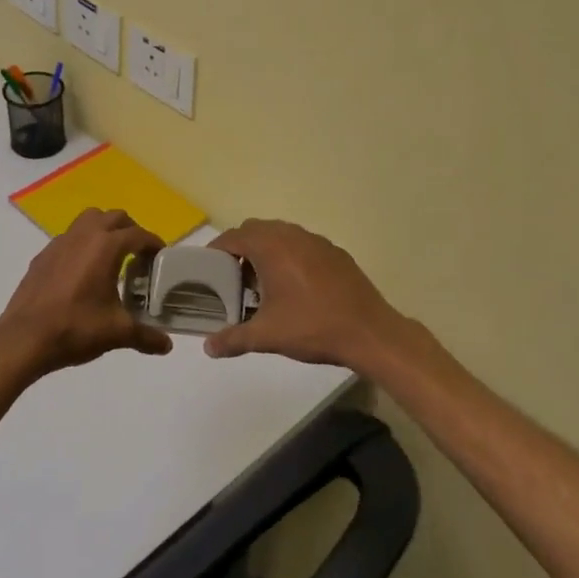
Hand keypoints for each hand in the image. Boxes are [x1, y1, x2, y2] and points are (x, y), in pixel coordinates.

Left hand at [0, 209, 173, 378]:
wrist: (24, 338)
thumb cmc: (76, 328)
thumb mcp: (117, 333)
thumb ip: (146, 336)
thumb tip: (167, 345)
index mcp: (106, 246)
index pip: (139, 234)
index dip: (154, 244)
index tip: (160, 258)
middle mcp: (84, 236)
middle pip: (114, 217)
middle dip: (130, 230)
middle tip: (138, 255)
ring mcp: (59, 243)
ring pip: (88, 220)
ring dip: (104, 230)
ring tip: (111, 257)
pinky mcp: (43, 255)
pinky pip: (69, 238)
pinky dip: (82, 245)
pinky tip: (82, 272)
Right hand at [204, 219, 409, 370]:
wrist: (370, 332)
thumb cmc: (312, 328)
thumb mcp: (267, 336)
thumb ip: (233, 339)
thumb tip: (208, 347)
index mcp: (271, 248)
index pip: (233, 237)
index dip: (217, 250)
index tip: (208, 268)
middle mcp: (292, 236)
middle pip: (255, 229)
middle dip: (241, 248)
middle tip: (234, 277)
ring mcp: (317, 241)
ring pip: (281, 234)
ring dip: (266, 250)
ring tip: (263, 281)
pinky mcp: (335, 252)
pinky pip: (302, 244)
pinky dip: (290, 255)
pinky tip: (295, 286)